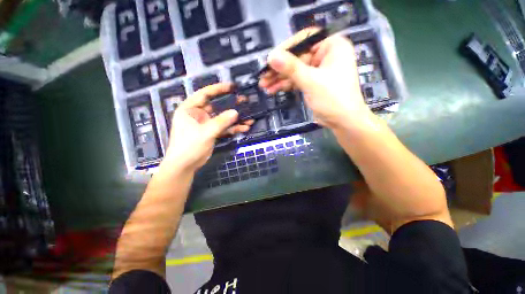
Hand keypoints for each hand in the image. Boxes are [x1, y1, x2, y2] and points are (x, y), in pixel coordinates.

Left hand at [162, 83, 252, 170]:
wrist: (185, 165)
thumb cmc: (189, 146)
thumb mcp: (205, 133)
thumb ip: (220, 122)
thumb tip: (235, 112)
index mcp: (190, 109)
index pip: (204, 94)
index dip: (218, 89)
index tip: (232, 87)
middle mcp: (198, 114)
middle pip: (217, 106)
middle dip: (231, 106)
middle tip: (245, 103)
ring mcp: (206, 124)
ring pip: (223, 118)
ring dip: (235, 119)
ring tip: (249, 118)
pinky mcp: (212, 133)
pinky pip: (224, 128)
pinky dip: (233, 128)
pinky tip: (244, 128)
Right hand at [259, 29, 371, 128]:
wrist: (343, 121)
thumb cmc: (333, 98)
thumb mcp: (311, 81)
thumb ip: (291, 68)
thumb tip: (271, 56)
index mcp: (331, 46)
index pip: (304, 39)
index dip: (286, 48)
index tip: (271, 59)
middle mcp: (325, 55)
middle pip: (297, 57)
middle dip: (279, 68)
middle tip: (263, 76)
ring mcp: (318, 70)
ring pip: (294, 70)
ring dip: (279, 78)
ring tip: (264, 85)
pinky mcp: (312, 83)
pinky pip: (296, 80)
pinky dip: (285, 85)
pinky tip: (272, 90)